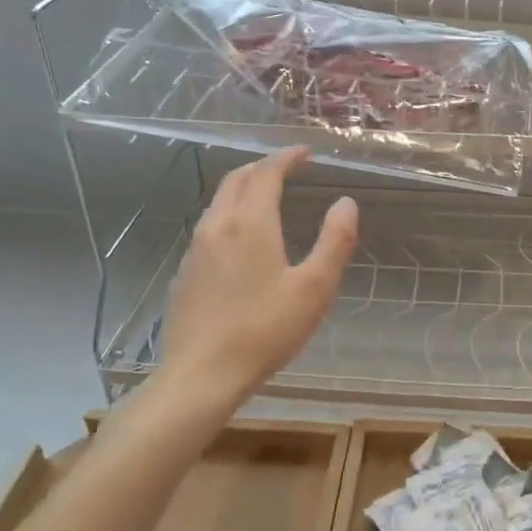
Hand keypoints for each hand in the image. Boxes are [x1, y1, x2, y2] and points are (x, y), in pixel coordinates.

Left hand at [156, 147, 357, 410]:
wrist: (199, 376)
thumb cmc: (264, 330)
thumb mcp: (314, 288)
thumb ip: (334, 241)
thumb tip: (346, 202)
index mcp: (250, 223)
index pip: (267, 172)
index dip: (287, 157)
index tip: (306, 154)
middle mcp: (218, 225)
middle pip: (237, 179)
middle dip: (263, 167)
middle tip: (288, 168)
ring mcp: (196, 249)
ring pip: (219, 202)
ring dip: (244, 188)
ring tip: (267, 196)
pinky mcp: (185, 272)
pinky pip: (209, 226)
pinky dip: (230, 214)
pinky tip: (241, 239)